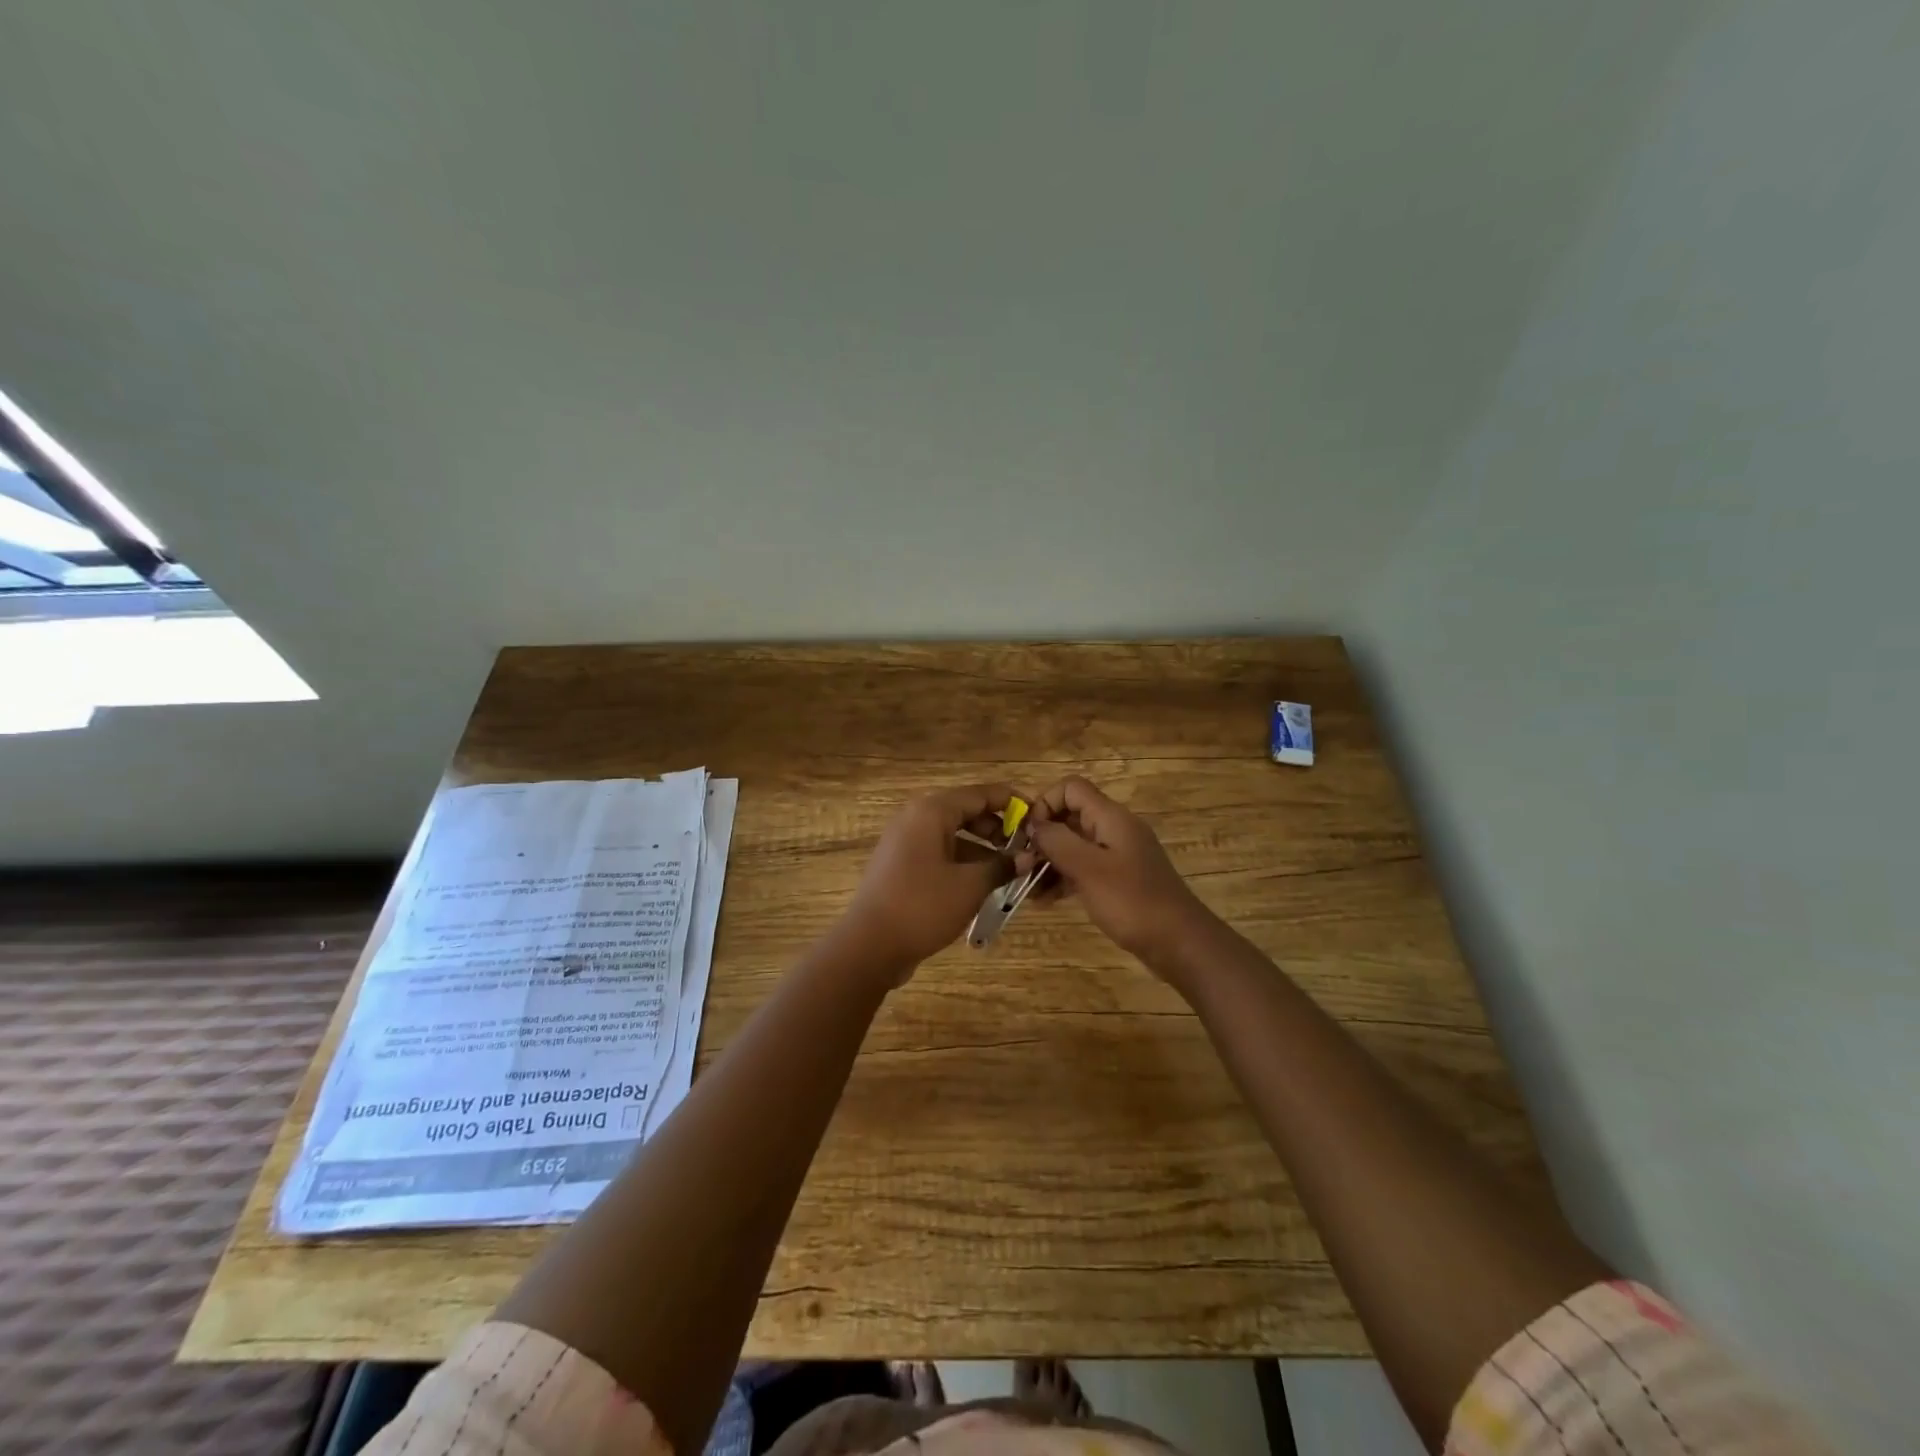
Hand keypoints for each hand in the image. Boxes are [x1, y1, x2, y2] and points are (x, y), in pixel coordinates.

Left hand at [836, 784, 1018, 982]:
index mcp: (931, 811)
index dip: (1011, 801)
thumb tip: (1026, 858)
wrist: (869, 945)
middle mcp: (915, 818)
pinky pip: (938, 851)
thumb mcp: (970, 886)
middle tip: (1023, 846)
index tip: (1037, 815)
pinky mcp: (900, 864)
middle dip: (996, 826)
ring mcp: (904, 841)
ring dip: (980, 846)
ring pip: (951, 833)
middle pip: (964, 810)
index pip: (980, 794)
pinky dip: (961, 860)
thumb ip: (1001, 866)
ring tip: (1008, 868)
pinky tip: (981, 882)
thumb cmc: (923, 906)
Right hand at [1020, 776, 1209, 974]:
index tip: (1028, 835)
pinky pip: (1084, 869)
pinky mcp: (1119, 880)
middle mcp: (1115, 829)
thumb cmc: (1133, 902)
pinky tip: (1045, 901)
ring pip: (1075, 846)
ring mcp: (1118, 856)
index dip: (1045, 804)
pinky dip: (1064, 879)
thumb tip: (1034, 825)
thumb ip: (1057, 841)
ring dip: (1049, 862)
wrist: (1180, 943)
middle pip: (1070, 817)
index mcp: (1111, 818)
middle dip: (1042, 837)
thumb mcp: (1089, 869)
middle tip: (1021, 866)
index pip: (1071, 788)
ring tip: (1028, 888)